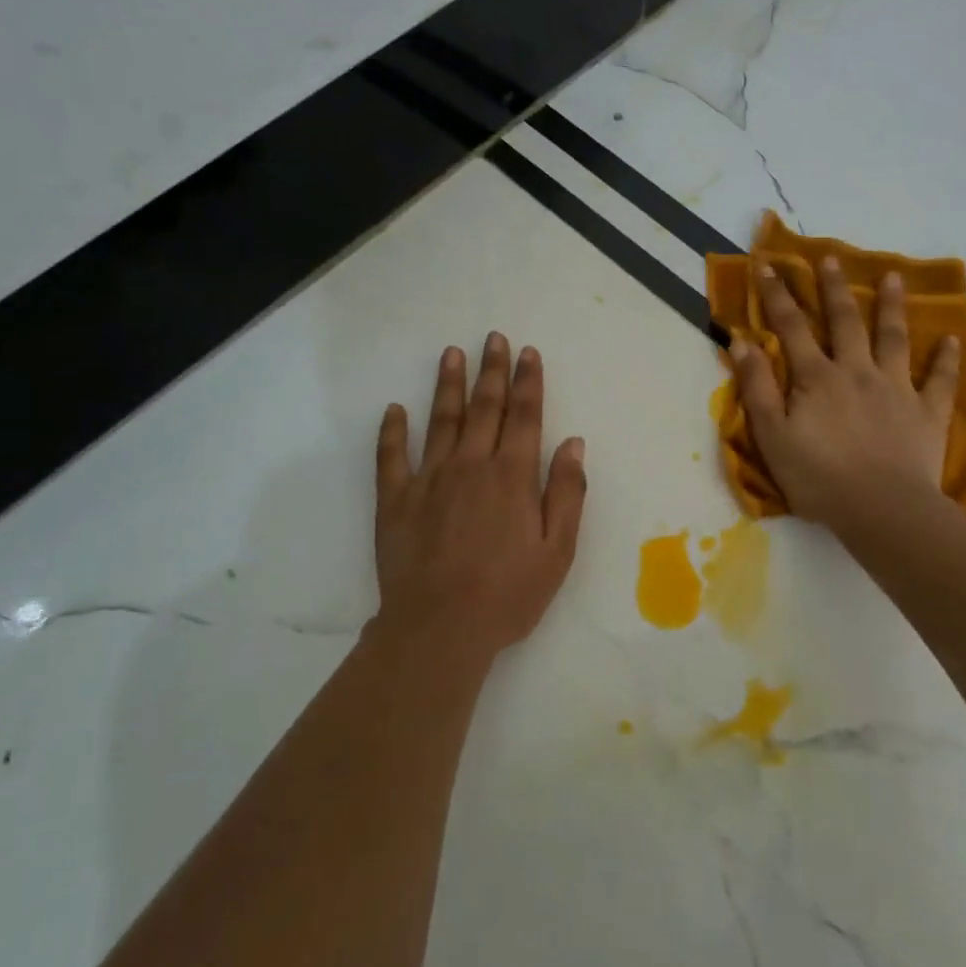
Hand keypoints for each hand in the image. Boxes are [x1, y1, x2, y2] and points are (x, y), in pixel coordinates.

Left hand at [371, 333, 587, 667]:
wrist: (439, 628)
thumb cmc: (508, 594)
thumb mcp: (557, 551)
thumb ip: (567, 493)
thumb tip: (574, 443)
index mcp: (512, 476)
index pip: (524, 416)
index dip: (528, 381)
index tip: (528, 352)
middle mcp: (471, 465)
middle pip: (484, 408)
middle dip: (492, 371)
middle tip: (493, 338)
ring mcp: (429, 480)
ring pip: (441, 420)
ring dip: (448, 385)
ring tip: (452, 353)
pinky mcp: (395, 500)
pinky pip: (391, 457)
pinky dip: (393, 431)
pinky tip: (395, 409)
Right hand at [729, 259, 960, 536]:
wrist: (881, 509)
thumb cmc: (818, 477)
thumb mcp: (772, 436)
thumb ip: (757, 387)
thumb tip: (742, 342)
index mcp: (816, 377)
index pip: (791, 327)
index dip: (777, 294)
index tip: (768, 265)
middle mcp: (857, 371)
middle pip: (845, 321)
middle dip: (834, 288)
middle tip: (831, 257)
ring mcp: (896, 389)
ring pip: (894, 338)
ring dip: (891, 306)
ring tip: (893, 277)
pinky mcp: (927, 412)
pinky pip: (939, 380)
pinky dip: (946, 359)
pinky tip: (951, 339)